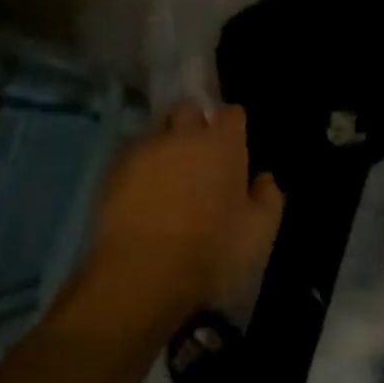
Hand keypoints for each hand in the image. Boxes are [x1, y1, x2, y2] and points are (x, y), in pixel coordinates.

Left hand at [94, 102, 284, 310]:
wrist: (145, 273)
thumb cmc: (213, 251)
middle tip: (200, 151)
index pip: (232, 113)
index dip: (233, 125)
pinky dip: (141, 164)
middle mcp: (183, 137)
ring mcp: (145, 150)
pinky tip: (143, 188)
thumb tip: (264, 179)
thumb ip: (268, 198)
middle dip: (195, 122)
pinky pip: (132, 154)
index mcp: (223, 146)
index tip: (234, 142)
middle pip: (189, 109)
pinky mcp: (114, 170)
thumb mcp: (259, 232)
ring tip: (168, 169)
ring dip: (166, 142)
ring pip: (157, 129)